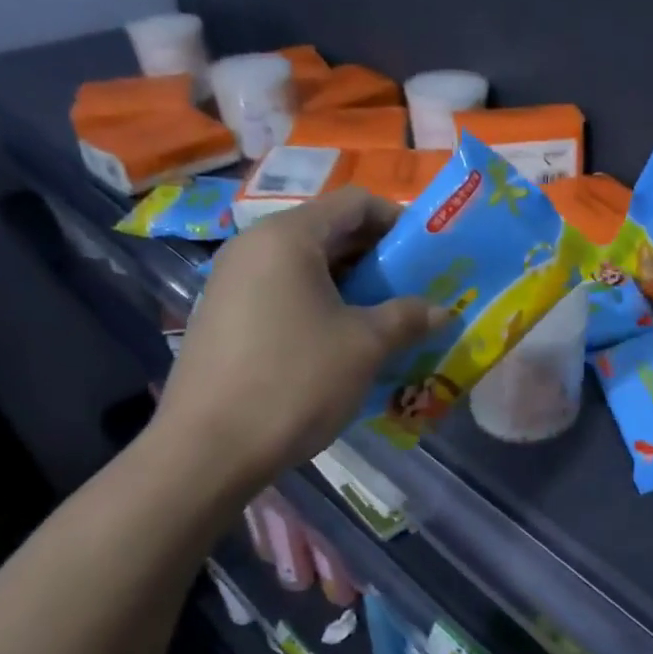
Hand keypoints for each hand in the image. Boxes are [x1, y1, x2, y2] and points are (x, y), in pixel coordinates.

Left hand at [151, 188, 435, 489]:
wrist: (209, 450)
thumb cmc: (295, 381)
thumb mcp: (365, 346)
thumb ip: (408, 317)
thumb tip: (443, 310)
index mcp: (288, 237)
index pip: (355, 203)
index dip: (398, 221)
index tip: (430, 255)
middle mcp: (255, 247)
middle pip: (330, 232)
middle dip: (379, 259)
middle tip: (417, 291)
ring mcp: (234, 283)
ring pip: (308, 268)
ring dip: (354, 288)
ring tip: (389, 321)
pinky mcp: (227, 318)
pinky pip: (286, 295)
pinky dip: (323, 307)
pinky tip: (346, 345)